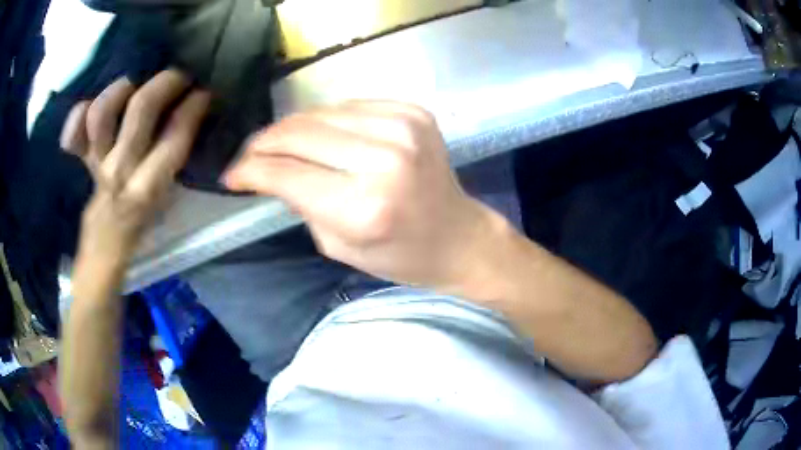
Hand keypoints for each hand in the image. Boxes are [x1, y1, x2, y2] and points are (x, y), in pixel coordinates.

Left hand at [62, 70, 209, 263]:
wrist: (106, 243)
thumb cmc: (142, 224)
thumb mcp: (168, 201)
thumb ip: (174, 160)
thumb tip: (190, 118)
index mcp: (148, 187)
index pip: (174, 136)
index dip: (192, 107)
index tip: (203, 93)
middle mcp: (120, 170)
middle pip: (141, 109)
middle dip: (165, 82)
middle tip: (178, 76)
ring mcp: (97, 163)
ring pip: (102, 112)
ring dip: (121, 89)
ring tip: (136, 83)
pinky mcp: (83, 161)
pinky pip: (75, 133)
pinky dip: (78, 116)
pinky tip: (90, 105)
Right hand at [224, 101, 506, 291]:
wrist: (458, 237)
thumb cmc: (399, 256)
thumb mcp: (337, 245)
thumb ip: (300, 203)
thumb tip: (269, 170)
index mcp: (364, 205)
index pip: (286, 173)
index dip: (250, 170)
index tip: (231, 175)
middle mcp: (384, 157)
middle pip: (298, 133)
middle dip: (263, 144)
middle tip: (249, 156)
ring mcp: (403, 127)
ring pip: (320, 113)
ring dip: (291, 129)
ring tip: (278, 144)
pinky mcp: (414, 111)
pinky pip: (350, 106)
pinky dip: (327, 119)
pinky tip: (321, 135)